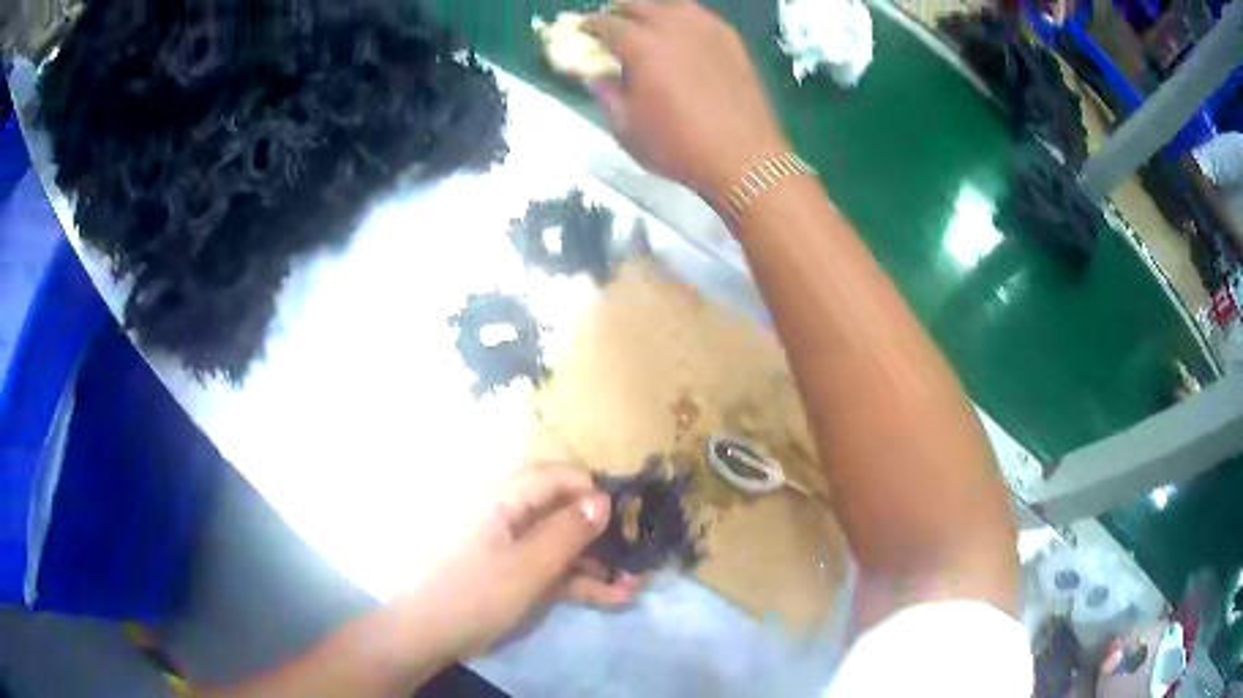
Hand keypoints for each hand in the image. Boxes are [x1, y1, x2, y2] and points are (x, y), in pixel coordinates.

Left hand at [391, 464, 642, 658]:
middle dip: (603, 533)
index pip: (557, 476)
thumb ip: (567, 532)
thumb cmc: (475, 593)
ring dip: (598, 563)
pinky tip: (615, 598)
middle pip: (563, 511)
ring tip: (637, 582)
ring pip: (562, 544)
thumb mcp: (527, 566)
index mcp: (503, 497)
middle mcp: (509, 514)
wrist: (427, 635)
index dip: (594, 491)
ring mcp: (512, 546)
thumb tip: (603, 499)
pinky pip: (551, 568)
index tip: (629, 513)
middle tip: (639, 551)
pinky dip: (579, 581)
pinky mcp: (513, 573)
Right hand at [586, 1, 789, 201]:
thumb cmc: (679, 148)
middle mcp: (674, 28)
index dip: (589, 26)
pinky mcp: (732, 41)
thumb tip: (594, 76)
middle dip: (619, 11)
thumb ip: (607, 94)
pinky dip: (684, 17)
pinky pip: (702, 16)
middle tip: (611, 22)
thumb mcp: (627, 128)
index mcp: (642, 47)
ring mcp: (707, 31)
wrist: (744, 159)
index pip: (607, 24)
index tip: (582, 30)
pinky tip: (683, 32)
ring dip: (654, 9)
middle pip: (640, 5)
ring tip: (647, 21)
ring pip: (674, 4)